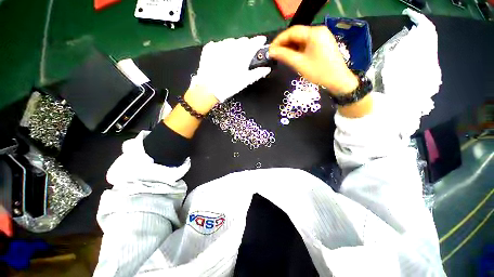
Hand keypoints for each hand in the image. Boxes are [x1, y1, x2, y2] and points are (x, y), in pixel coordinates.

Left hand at [192, 36, 271, 101]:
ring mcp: (219, 45)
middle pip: (242, 41)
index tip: (261, 41)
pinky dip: (223, 48)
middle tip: (246, 55)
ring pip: (231, 41)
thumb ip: (257, 73)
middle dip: (246, 45)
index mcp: (242, 54)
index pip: (254, 42)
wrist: (208, 89)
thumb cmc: (230, 86)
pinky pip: (219, 44)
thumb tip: (267, 69)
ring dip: (234, 46)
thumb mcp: (245, 81)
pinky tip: (222, 57)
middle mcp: (232, 46)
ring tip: (233, 57)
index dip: (259, 41)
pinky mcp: (209, 48)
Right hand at [269, 25, 357, 94]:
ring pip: (301, 40)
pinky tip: (292, 56)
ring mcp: (322, 37)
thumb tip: (271, 51)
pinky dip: (298, 50)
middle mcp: (318, 31)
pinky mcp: (323, 44)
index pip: (292, 31)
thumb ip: (284, 55)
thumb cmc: (319, 72)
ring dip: (290, 47)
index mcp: (314, 33)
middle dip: (284, 44)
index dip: (279, 40)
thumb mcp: (299, 64)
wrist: (338, 81)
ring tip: (282, 57)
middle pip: (297, 34)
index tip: (270, 49)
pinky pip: (307, 44)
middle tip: (275, 54)